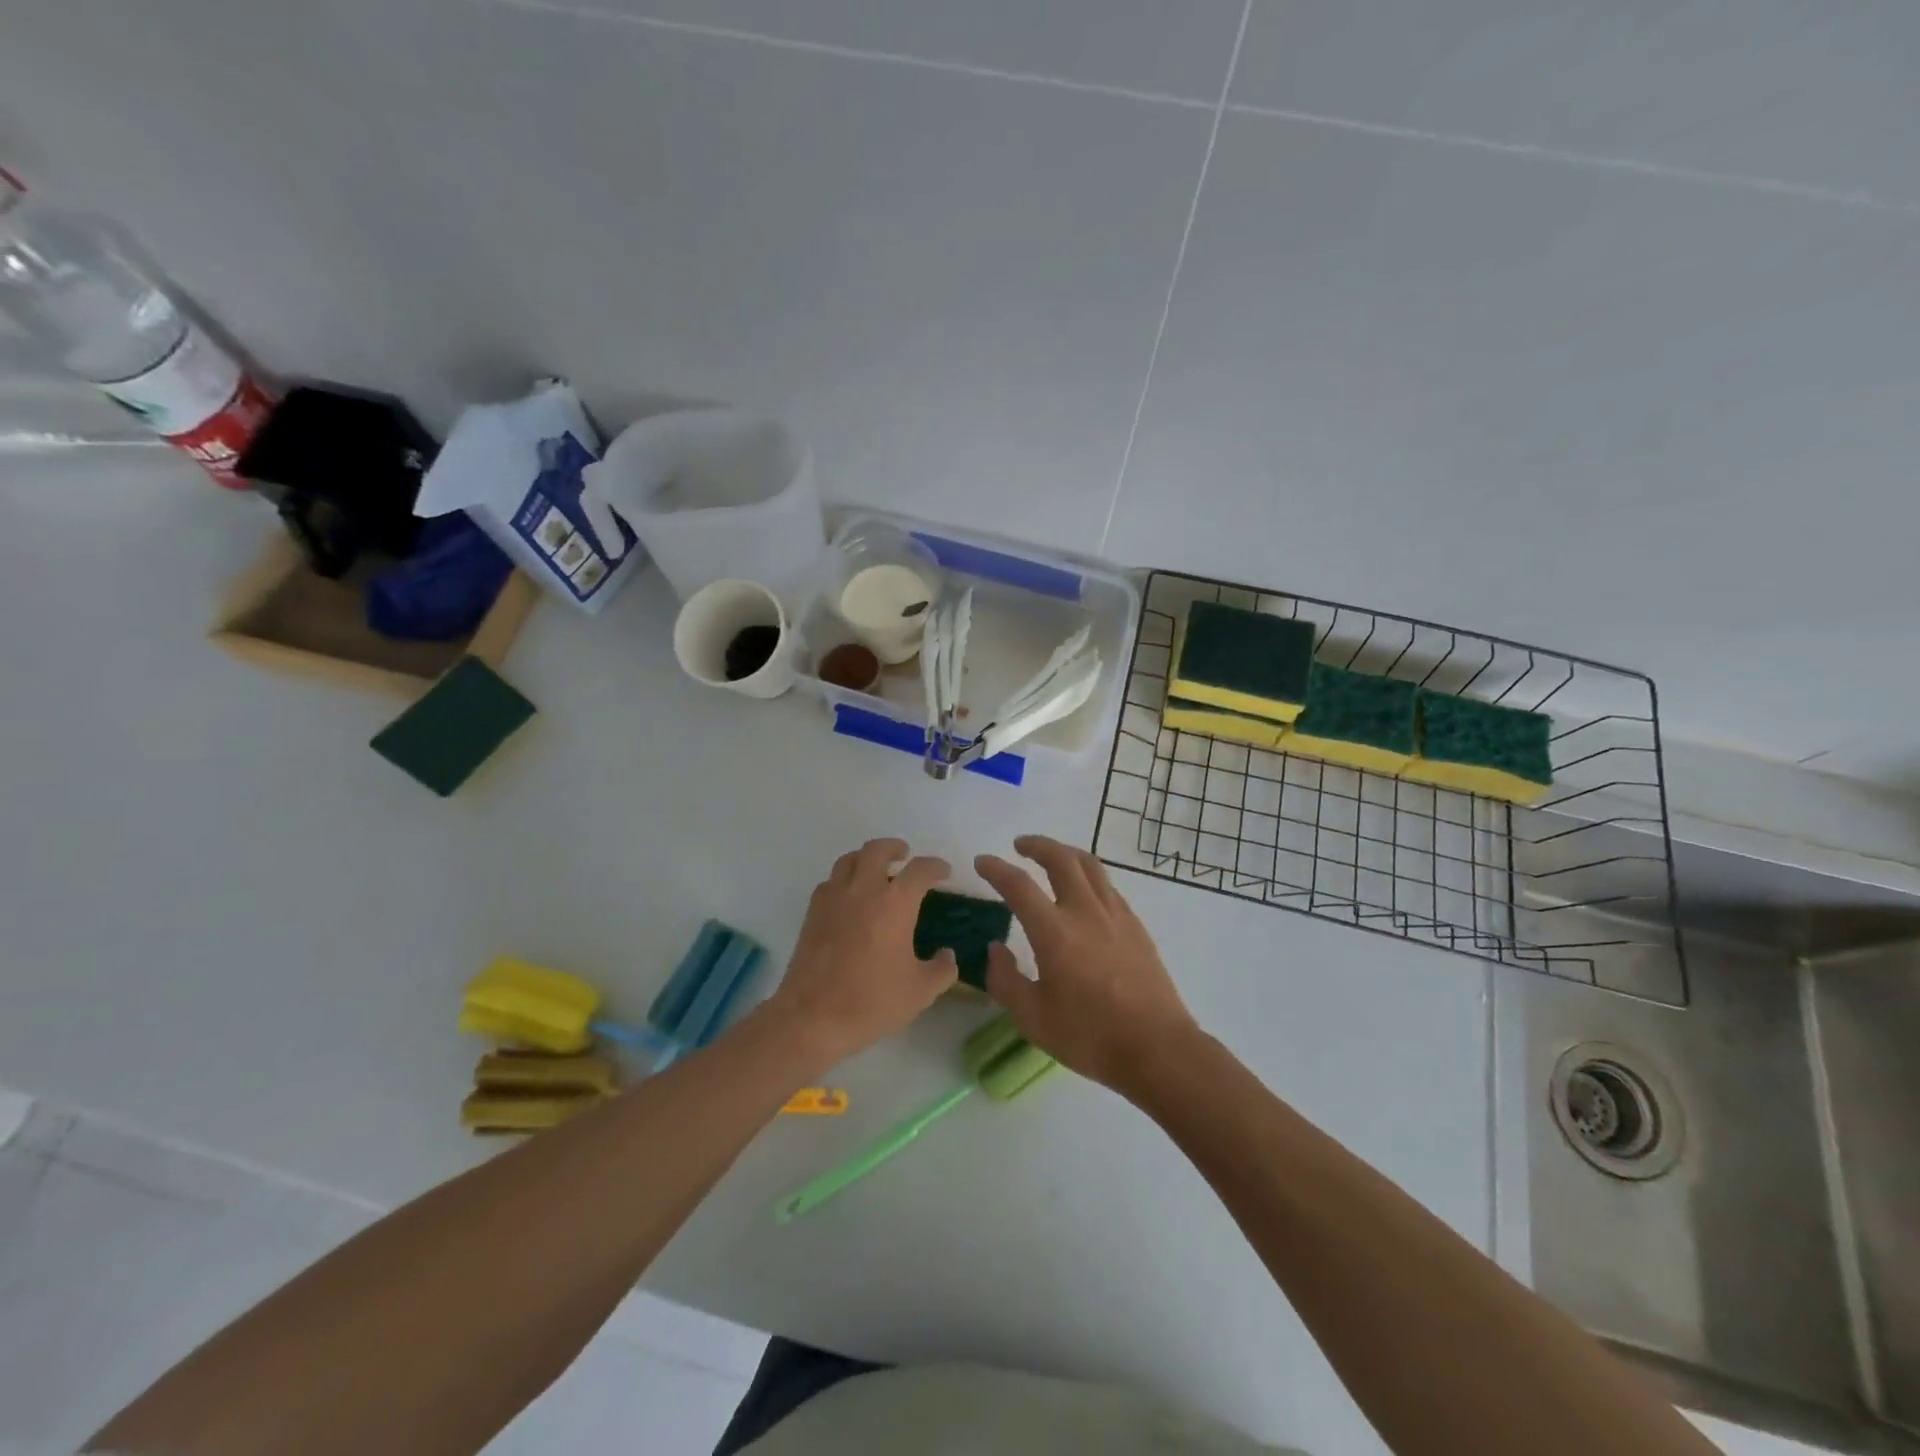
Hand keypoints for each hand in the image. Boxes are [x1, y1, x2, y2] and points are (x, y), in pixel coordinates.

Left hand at [768, 838, 957, 1067]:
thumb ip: (942, 969)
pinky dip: (844, 880)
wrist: (812, 1017)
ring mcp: (834, 898)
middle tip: (905, 856)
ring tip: (876, 870)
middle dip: (895, 848)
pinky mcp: (813, 913)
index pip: (920, 870)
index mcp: (895, 903)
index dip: (935, 867)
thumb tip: (948, 955)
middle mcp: (864, 890)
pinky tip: (850, 897)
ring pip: (849, 860)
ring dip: (866, 858)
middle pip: (878, 850)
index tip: (944, 872)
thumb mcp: (920, 992)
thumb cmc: (872, 1001)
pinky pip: (830, 882)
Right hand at [975, 835, 1199, 1095]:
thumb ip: (1006, 980)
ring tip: (1051, 856)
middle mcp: (1085, 911)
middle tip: (1019, 846)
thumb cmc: (1089, 1036)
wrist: (1157, 1048)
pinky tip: (1083, 891)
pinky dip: (1088, 874)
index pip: (1018, 885)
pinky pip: (1107, 885)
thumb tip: (995, 949)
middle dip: (1037, 845)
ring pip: (1089, 865)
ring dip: (1065, 852)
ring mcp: (1115, 915)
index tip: (982, 862)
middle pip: (1060, 858)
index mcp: (1054, 932)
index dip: (996, 869)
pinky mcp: (1136, 925)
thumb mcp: (1032, 1018)